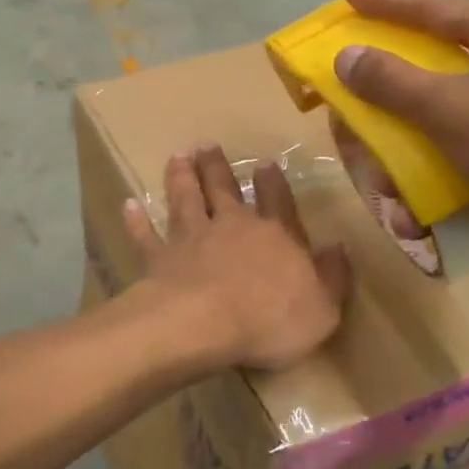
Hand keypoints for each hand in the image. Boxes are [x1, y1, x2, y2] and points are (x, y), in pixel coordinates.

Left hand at [123, 146, 349, 369]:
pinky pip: (147, 235)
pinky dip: (137, 221)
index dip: (272, 184)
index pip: (277, 203)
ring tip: (178, 156)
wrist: (206, 323)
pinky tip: (128, 205)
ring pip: (186, 200)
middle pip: (225, 190)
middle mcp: (232, 227)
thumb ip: (332, 278)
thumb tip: (339, 248)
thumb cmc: (272, 321)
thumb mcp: (323, 309)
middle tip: (208, 145)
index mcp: (276, 238)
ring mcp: (192, 239)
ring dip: (182, 178)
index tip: (264, 162)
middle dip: (218, 167)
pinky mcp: (160, 257)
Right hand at [332, 0, 468, 263]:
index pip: (432, 7)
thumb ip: (392, 81)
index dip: (385, 3)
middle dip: (392, 77)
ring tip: (383, 159)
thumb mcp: (449, 107)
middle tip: (354, 81)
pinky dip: (440, 156)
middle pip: (438, 56)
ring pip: (451, 103)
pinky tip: (419, 191)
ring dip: (411, 130)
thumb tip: (347, 55)